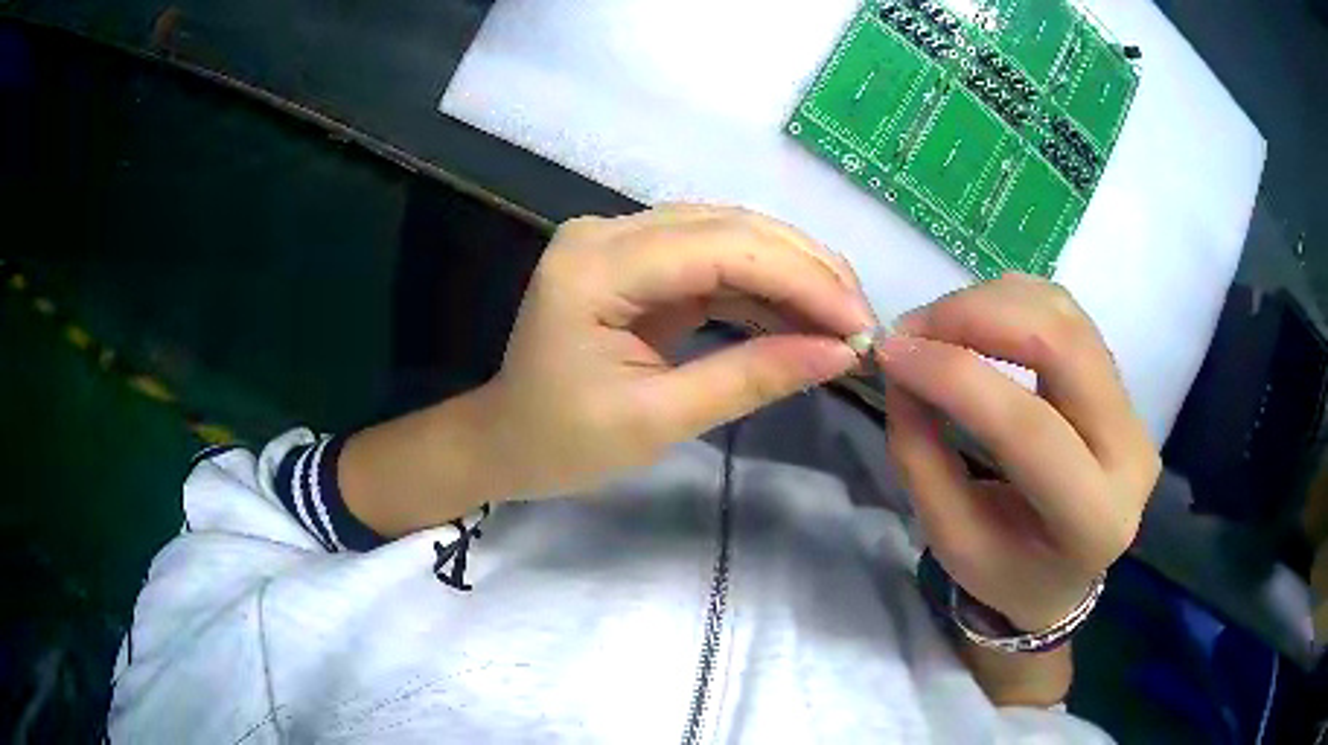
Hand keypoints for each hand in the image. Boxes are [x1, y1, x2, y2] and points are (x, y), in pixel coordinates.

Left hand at [479, 205, 875, 497]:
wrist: (507, 441)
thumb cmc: (562, 444)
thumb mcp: (657, 421)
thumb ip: (751, 378)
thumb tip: (841, 354)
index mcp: (595, 267)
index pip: (720, 248)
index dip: (801, 278)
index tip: (860, 324)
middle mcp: (607, 232)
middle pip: (731, 227)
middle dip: (808, 269)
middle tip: (863, 319)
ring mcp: (621, 240)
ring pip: (731, 234)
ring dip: (794, 272)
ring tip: (845, 317)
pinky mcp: (637, 260)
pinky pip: (715, 258)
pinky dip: (764, 286)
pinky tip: (804, 314)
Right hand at [877, 275, 1159, 631]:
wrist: (1062, 576)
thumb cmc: (1006, 572)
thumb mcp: (951, 541)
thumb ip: (922, 456)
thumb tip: (901, 366)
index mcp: (1093, 519)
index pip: (1030, 429)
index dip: (957, 377)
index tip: (892, 353)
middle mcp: (1130, 454)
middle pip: (1064, 344)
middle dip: (978, 316)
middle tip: (914, 328)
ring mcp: (1133, 410)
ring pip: (1067, 315)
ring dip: (992, 302)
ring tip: (938, 326)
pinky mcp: (1121, 383)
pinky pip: (1069, 315)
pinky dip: (1012, 302)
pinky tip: (977, 322)